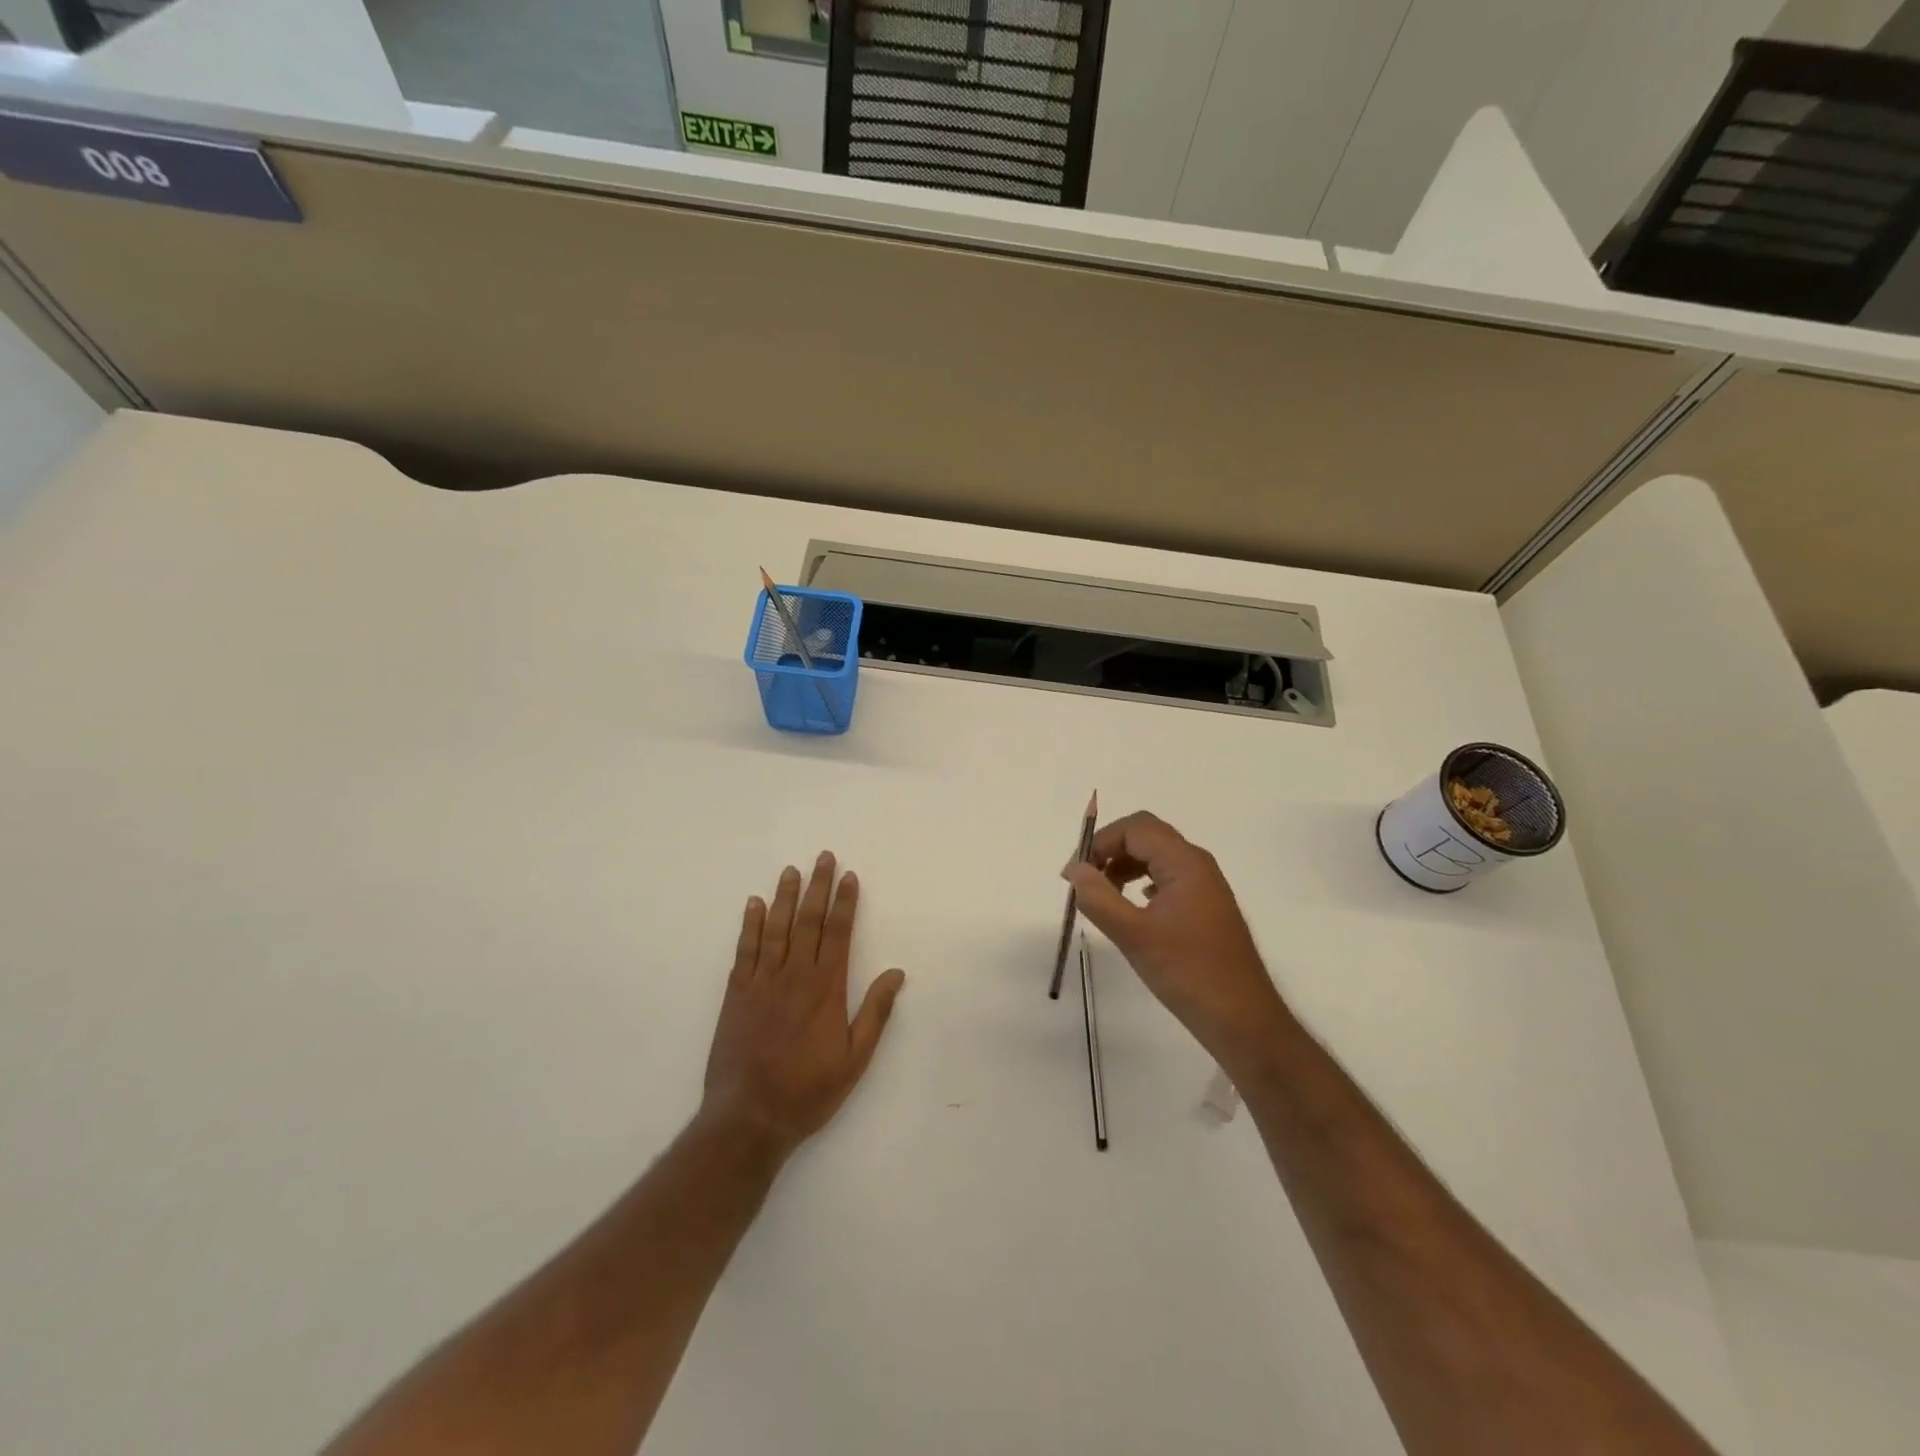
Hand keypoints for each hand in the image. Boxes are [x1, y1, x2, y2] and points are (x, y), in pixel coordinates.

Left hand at [701, 852, 906, 1157]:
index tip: (848, 876)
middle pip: (808, 922)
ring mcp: (762, 982)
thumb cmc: (808, 1091)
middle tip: (823, 857)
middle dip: (817, 887)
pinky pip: (745, 950)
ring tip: (791, 870)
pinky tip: (754, 904)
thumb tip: (897, 973)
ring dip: (785, 897)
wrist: (748, 1118)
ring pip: (776, 929)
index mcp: (826, 989)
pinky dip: (750, 925)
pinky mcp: (736, 994)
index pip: (838, 934)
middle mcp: (794, 976)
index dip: (844, 903)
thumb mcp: (855, 1059)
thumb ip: (875, 1012)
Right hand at [1064, 812, 1289, 1068]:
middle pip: (1146, 836)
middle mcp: (1198, 865)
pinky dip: (1142, 882)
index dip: (1100, 842)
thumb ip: (1098, 898)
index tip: (1074, 874)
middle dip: (1111, 850)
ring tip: (1102, 895)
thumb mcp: (1133, 935)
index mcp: (1184, 863)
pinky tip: (1132, 907)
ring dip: (1125, 866)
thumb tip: (1074, 869)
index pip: (1135, 828)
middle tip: (1084, 880)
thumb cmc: (1187, 972)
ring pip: (1157, 857)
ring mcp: (1205, 886)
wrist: (1242, 1019)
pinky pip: (1168, 878)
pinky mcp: (1206, 907)